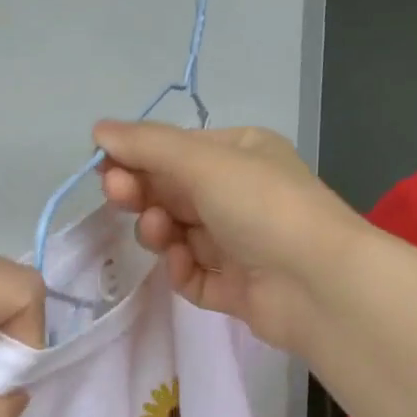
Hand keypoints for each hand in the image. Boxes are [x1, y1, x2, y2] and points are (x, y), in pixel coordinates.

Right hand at [94, 120, 365, 351]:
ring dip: (159, 231)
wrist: (317, 283)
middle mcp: (240, 196)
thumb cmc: (263, 206)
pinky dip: (181, 269)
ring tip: (161, 233)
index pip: (177, 152)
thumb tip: (98, 129)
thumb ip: (148, 146)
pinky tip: (182, 264)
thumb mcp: (204, 161)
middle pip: (173, 193)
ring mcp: (238, 245)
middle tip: (117, 195)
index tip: (105, 167)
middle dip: (142, 193)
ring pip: (178, 235)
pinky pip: (193, 275)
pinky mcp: (235, 288)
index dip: (138, 158)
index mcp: (242, 154)